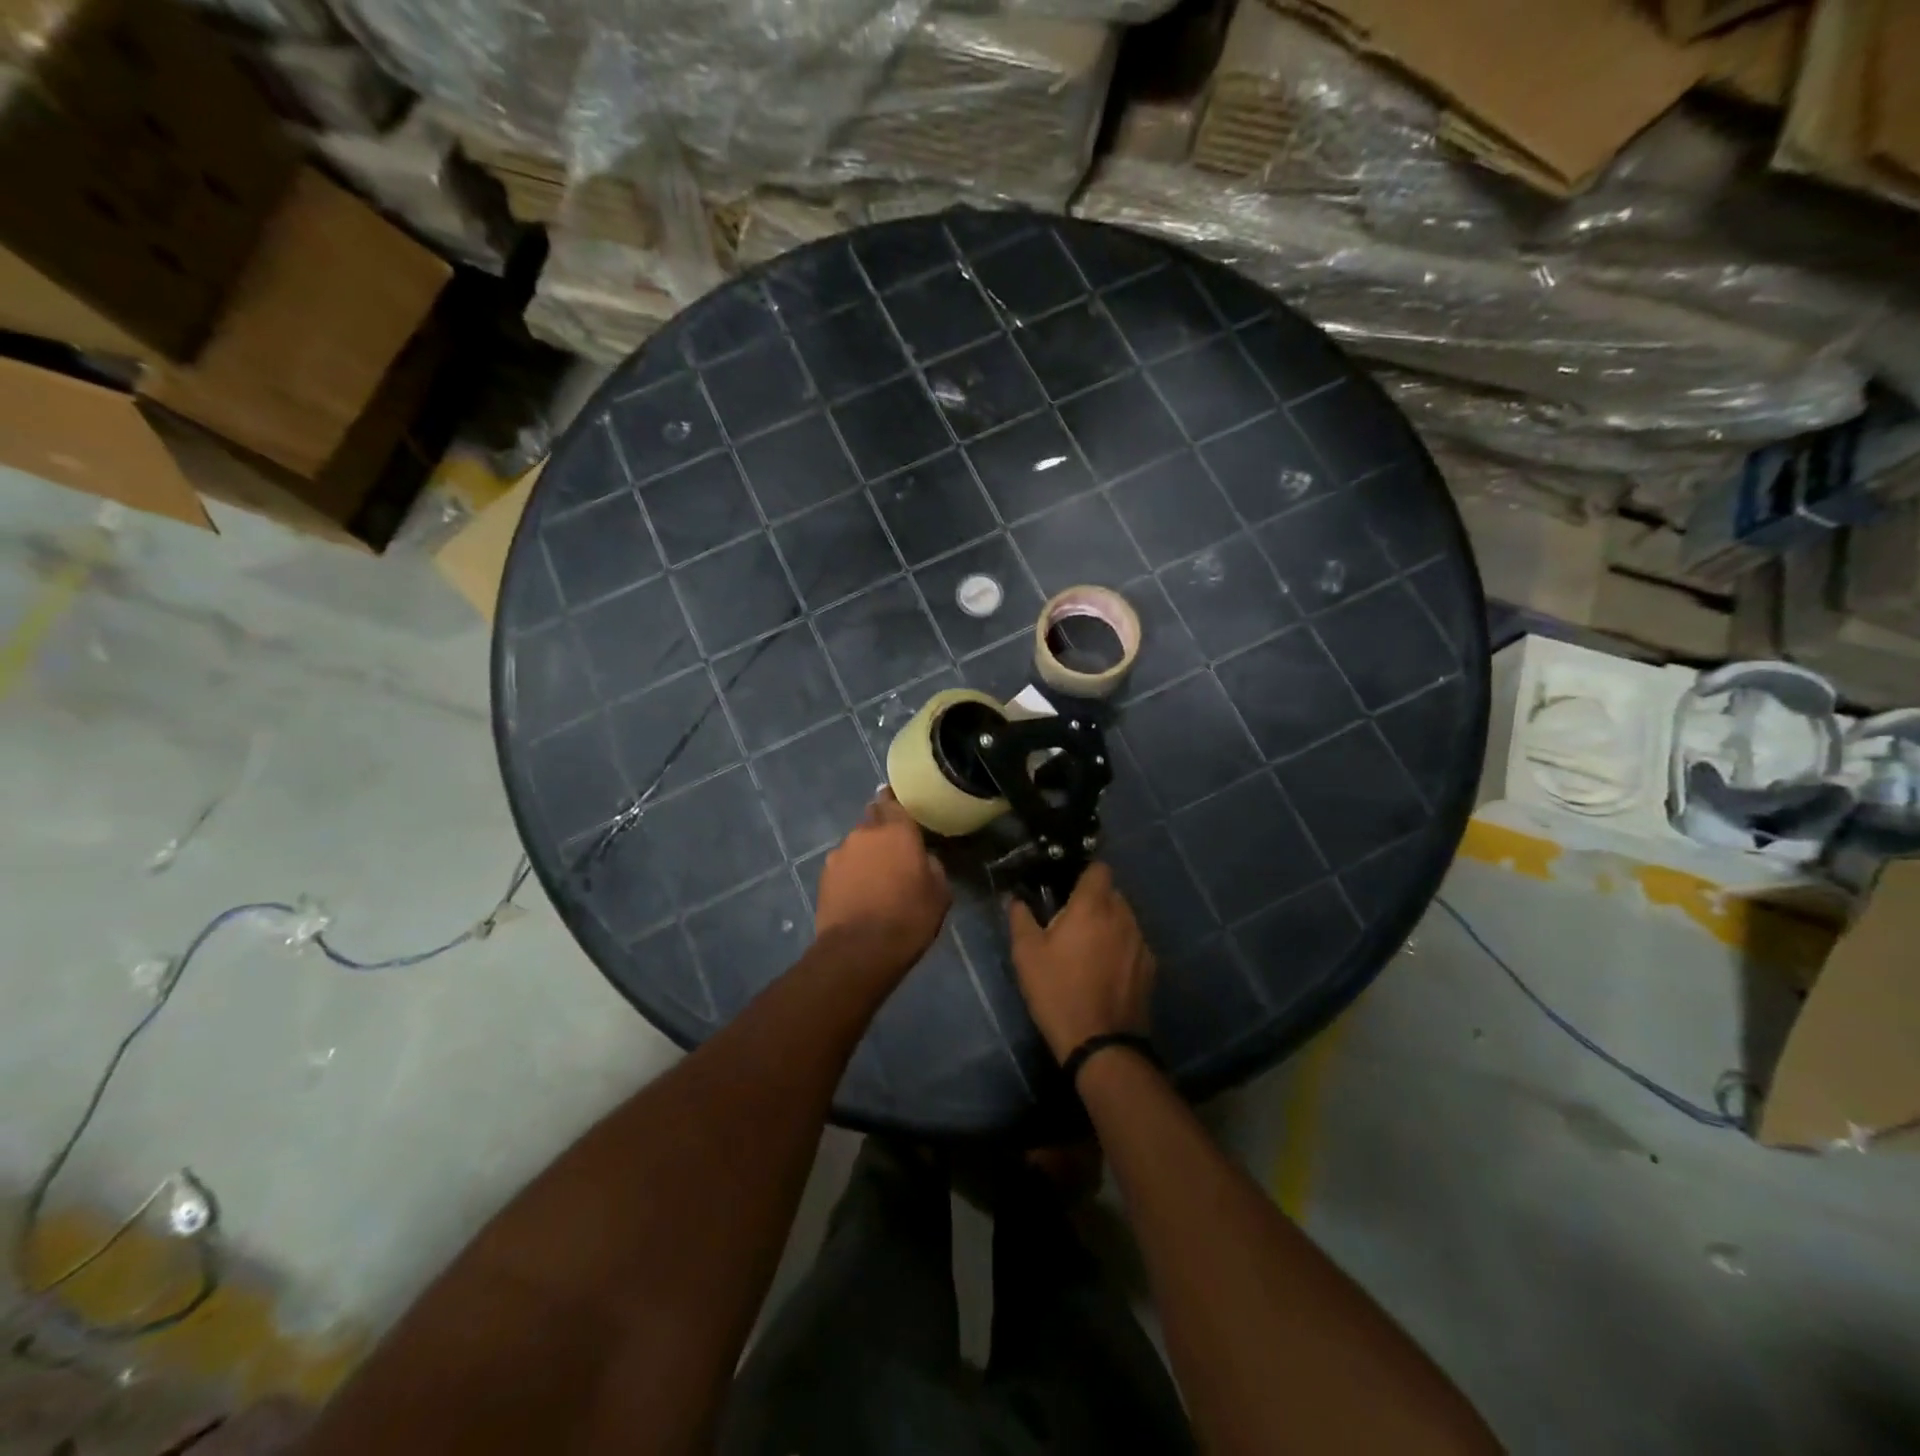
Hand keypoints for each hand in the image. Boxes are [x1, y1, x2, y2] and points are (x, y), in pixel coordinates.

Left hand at [814, 791, 950, 980]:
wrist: (859, 951)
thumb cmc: (908, 918)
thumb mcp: (939, 893)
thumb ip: (932, 866)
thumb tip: (923, 859)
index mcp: (897, 830)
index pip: (892, 801)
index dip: (894, 803)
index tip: (899, 808)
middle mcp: (864, 833)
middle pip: (872, 820)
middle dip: (882, 830)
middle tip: (894, 850)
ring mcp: (840, 854)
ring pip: (857, 845)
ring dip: (866, 854)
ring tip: (876, 878)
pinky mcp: (824, 876)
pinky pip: (843, 865)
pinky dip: (852, 873)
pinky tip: (860, 893)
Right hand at [1007, 863, 1155, 1062]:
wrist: (1100, 1043)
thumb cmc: (1058, 991)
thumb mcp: (1026, 955)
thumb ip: (1020, 918)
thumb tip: (1015, 899)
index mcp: (1093, 906)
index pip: (1099, 869)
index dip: (1084, 874)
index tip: (1068, 888)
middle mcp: (1123, 916)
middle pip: (1112, 894)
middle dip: (1094, 902)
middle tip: (1071, 923)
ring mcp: (1141, 942)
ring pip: (1124, 919)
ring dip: (1109, 925)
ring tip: (1088, 950)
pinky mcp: (1150, 968)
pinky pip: (1133, 945)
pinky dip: (1121, 949)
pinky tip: (1106, 972)